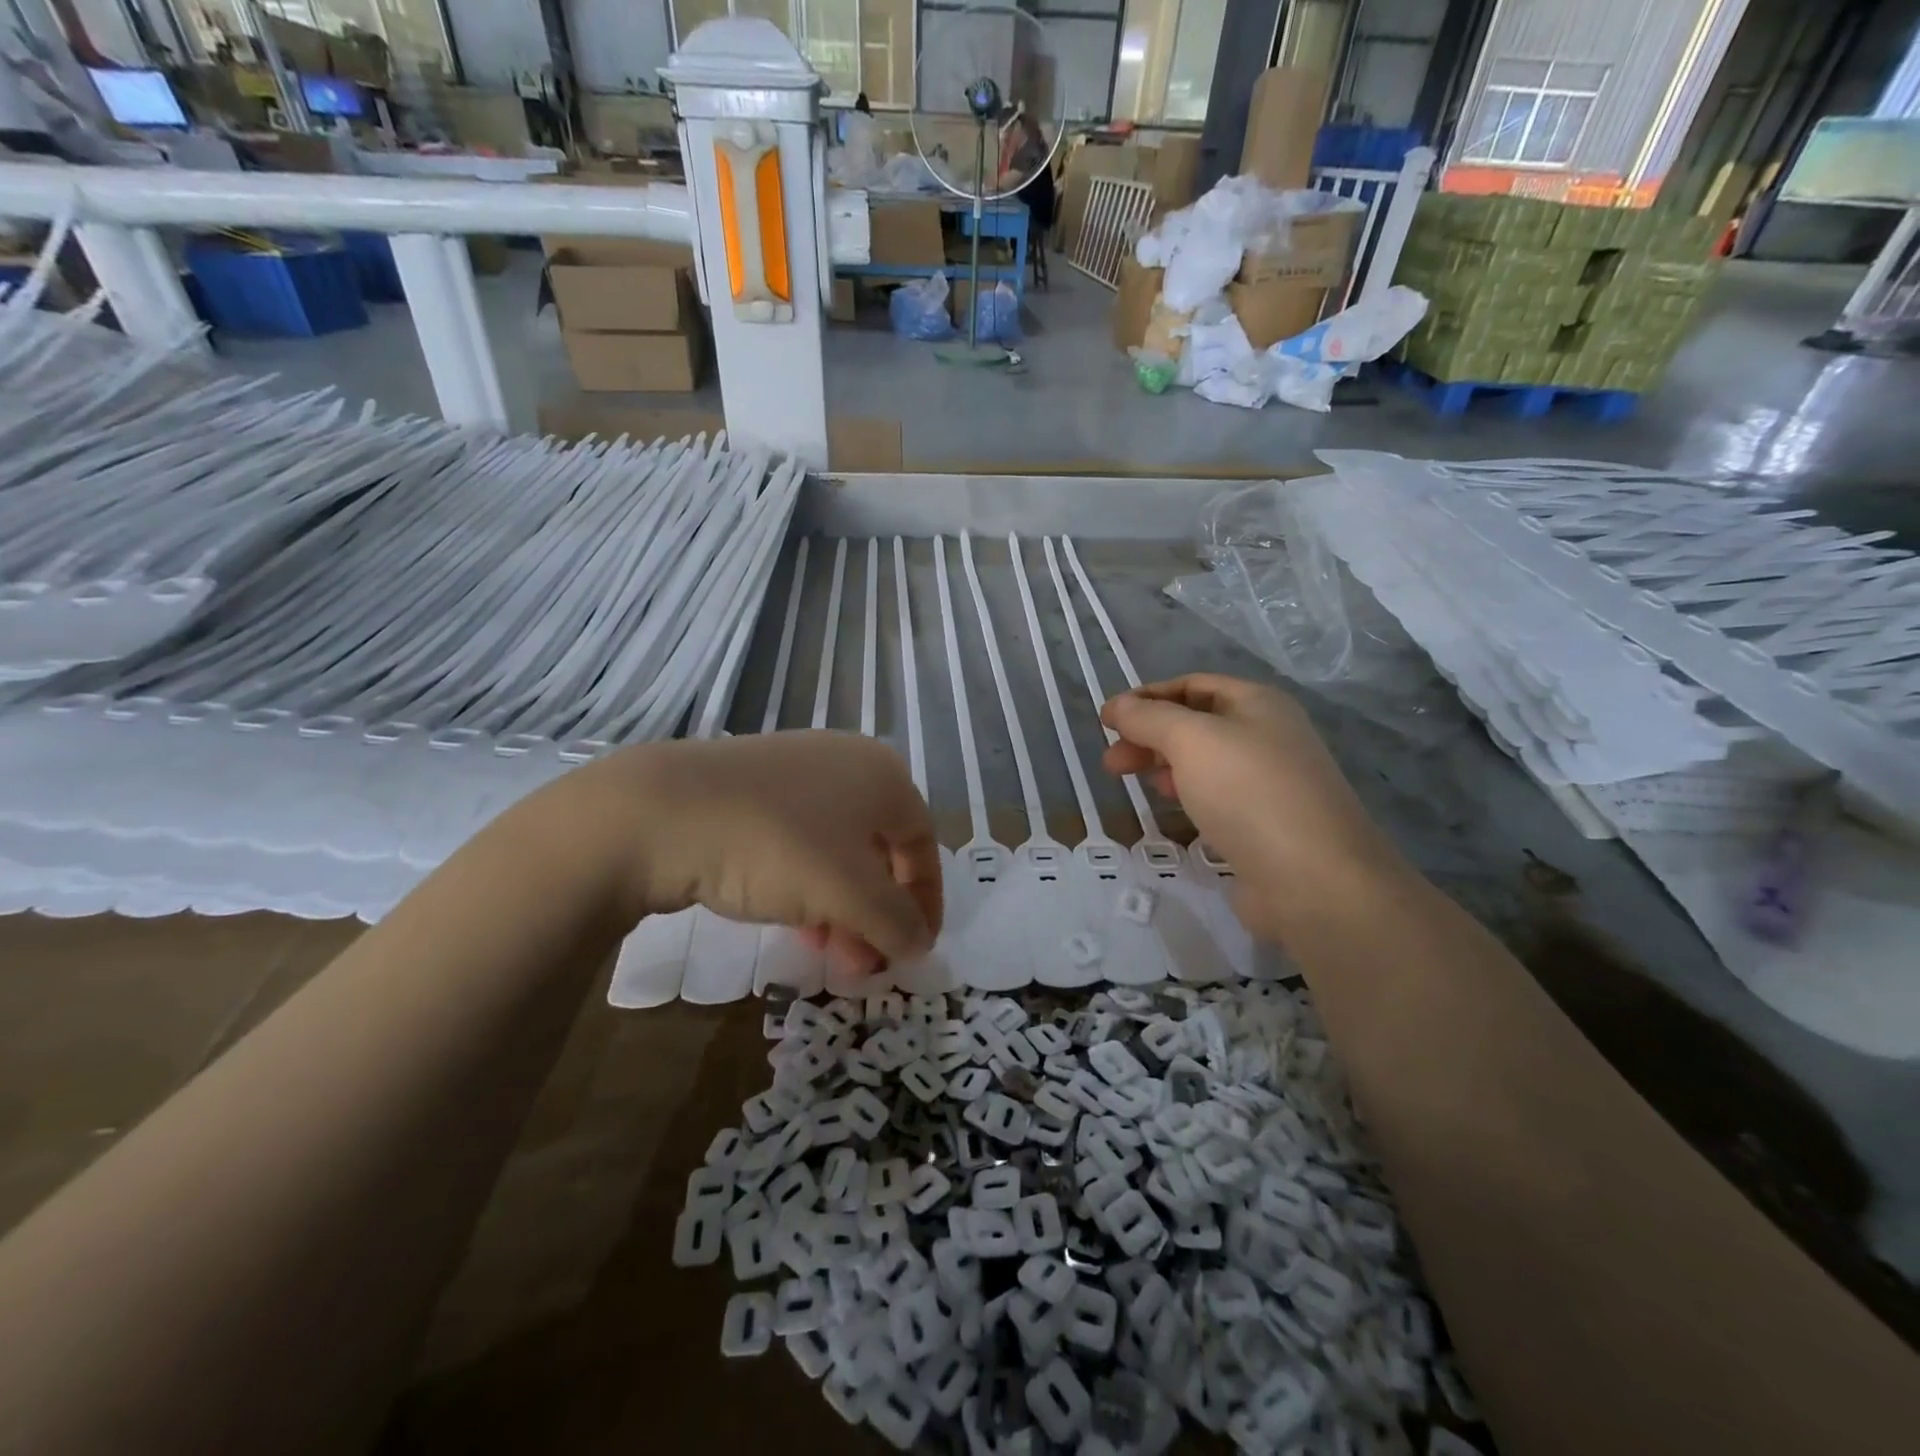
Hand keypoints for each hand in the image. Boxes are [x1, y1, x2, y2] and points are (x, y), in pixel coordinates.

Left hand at [574, 732, 942, 975]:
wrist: (660, 812)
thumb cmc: (777, 846)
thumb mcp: (850, 894)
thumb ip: (896, 923)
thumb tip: (918, 944)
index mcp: (884, 775)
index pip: (924, 845)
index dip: (926, 903)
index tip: (914, 952)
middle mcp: (848, 762)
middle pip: (880, 850)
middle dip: (877, 913)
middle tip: (863, 962)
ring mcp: (797, 769)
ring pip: (838, 849)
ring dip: (842, 905)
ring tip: (824, 948)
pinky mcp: (753, 785)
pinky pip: (799, 840)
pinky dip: (806, 883)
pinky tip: (789, 915)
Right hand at [1099, 674, 1404, 935]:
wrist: (1314, 878)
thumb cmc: (1249, 793)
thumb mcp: (1191, 740)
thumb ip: (1149, 718)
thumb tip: (1116, 706)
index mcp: (1258, 703)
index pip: (1192, 684)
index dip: (1147, 697)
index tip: (1107, 720)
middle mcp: (1268, 735)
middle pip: (1196, 723)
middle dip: (1149, 735)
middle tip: (1111, 761)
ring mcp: (1270, 781)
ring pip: (1204, 761)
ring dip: (1163, 764)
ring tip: (1129, 781)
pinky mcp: (1265, 823)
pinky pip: (1217, 795)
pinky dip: (1186, 793)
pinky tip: (1170, 806)